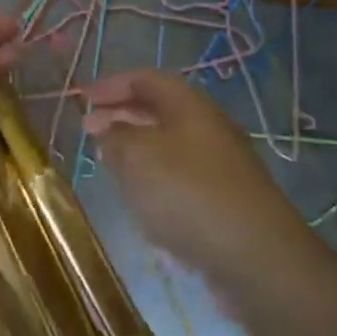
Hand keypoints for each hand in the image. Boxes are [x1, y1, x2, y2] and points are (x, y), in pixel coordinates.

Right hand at [83, 70, 307, 281]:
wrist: (255, 256)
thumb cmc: (187, 193)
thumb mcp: (137, 157)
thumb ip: (116, 137)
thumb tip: (108, 130)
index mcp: (190, 106)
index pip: (146, 79)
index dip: (111, 85)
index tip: (81, 97)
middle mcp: (209, 128)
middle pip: (159, 111)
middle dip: (121, 115)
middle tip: (89, 130)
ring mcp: (221, 166)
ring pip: (169, 145)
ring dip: (136, 149)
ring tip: (107, 162)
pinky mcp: (225, 201)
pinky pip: (180, 177)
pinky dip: (154, 178)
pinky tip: (140, 199)